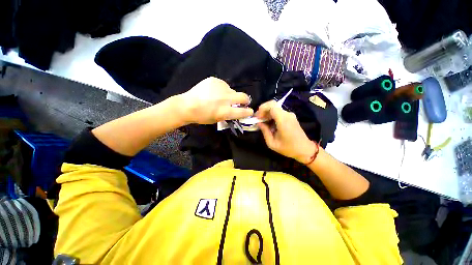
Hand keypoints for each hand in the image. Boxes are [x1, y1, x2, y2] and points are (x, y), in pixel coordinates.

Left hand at [178, 77, 253, 124]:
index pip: (243, 111)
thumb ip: (229, 115)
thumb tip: (236, 109)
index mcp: (225, 111)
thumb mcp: (217, 119)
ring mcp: (221, 87)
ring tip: (220, 97)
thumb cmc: (202, 116)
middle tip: (243, 101)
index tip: (250, 111)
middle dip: (245, 100)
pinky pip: (223, 85)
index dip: (248, 112)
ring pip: (232, 91)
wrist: (187, 105)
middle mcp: (225, 98)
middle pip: (243, 97)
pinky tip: (213, 92)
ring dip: (230, 95)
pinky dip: (222, 90)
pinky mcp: (215, 80)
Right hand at [256, 100, 316, 163]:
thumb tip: (259, 123)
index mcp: (283, 120)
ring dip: (267, 114)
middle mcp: (287, 115)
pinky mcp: (291, 117)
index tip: (257, 117)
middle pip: (273, 106)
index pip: (272, 106)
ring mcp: (290, 115)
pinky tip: (269, 124)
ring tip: (262, 123)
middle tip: (258, 120)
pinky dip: (272, 116)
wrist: (304, 149)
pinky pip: (279, 113)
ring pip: (275, 109)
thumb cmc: (288, 148)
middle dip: (263, 111)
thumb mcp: (272, 143)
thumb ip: (265, 131)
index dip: (262, 109)